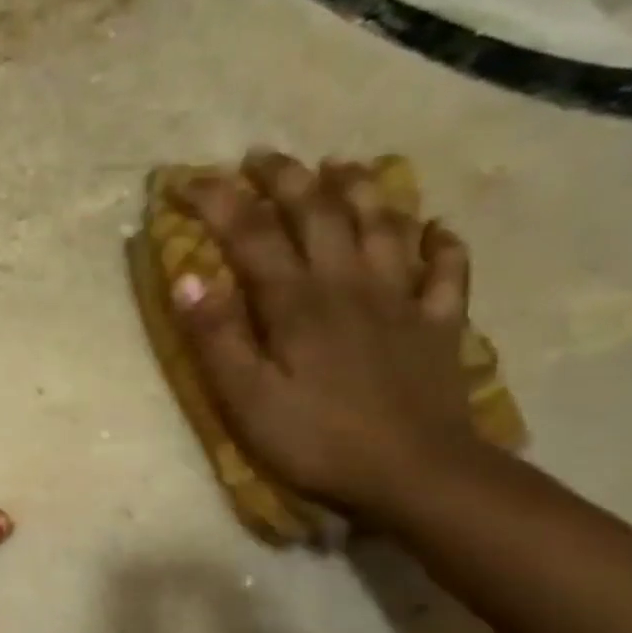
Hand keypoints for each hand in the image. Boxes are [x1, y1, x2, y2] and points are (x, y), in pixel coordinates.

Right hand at [172, 151, 480, 519]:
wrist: (418, 476)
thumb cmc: (315, 440)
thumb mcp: (244, 397)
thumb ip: (215, 336)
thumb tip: (188, 278)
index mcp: (296, 301)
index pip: (250, 233)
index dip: (216, 200)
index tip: (185, 180)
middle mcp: (349, 283)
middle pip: (319, 211)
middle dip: (286, 177)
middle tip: (260, 156)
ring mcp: (401, 300)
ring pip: (383, 224)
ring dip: (360, 188)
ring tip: (340, 164)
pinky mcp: (439, 324)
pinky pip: (446, 269)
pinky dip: (440, 241)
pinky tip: (433, 227)